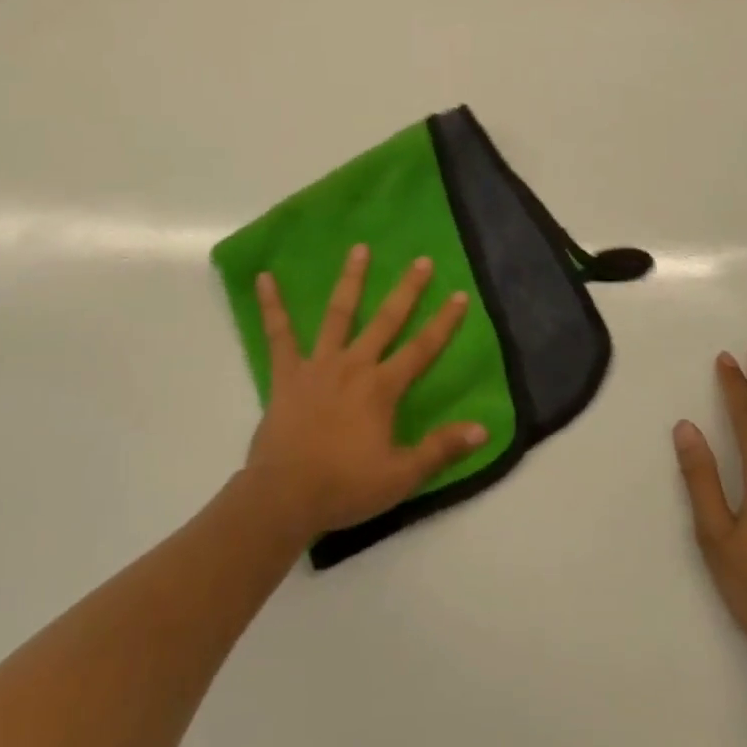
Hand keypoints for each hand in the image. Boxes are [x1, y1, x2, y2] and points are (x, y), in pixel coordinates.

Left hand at [245, 244, 487, 540]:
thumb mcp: (400, 476)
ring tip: (360, 249)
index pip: (421, 350)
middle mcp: (354, 365)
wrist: (284, 497)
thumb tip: (483, 429)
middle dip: (407, 290)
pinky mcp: (287, 373)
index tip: (459, 295)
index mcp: (381, 388)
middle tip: (421, 260)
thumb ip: (440, 450)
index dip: (443, 323)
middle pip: (386, 321)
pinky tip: (264, 278)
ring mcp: (319, 364)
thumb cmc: (344, 487)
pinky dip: (272, 306)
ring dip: (351, 280)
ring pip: (339, 314)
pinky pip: (279, 334)